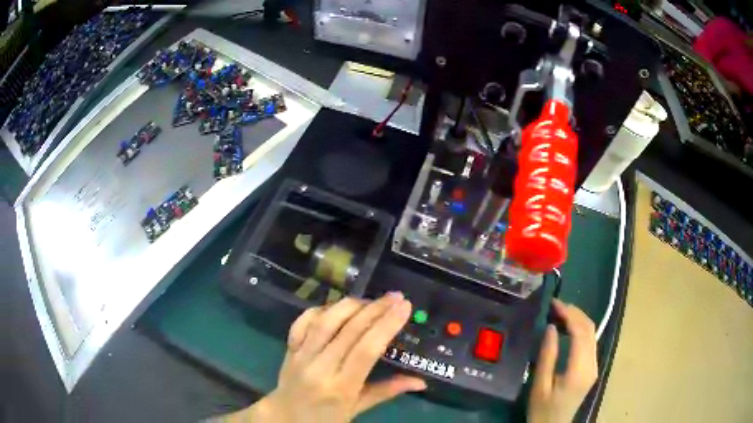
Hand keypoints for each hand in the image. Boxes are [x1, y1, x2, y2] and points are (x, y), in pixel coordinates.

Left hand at [231, 293, 425, 422]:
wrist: (284, 418)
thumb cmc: (325, 418)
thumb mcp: (357, 409)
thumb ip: (387, 391)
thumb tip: (421, 382)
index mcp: (341, 387)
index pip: (366, 350)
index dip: (387, 325)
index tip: (404, 307)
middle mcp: (319, 368)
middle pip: (348, 330)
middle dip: (375, 309)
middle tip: (395, 296)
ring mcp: (301, 355)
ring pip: (325, 321)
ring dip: (350, 305)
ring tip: (371, 300)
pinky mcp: (289, 348)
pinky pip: (303, 321)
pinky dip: (321, 309)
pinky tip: (337, 306)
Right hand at [528, 299, 597, 422]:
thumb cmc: (543, 409)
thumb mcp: (539, 385)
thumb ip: (547, 355)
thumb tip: (551, 327)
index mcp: (579, 370)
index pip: (581, 332)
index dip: (569, 314)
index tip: (553, 304)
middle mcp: (592, 364)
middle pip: (589, 329)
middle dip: (574, 312)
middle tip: (554, 305)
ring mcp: (594, 365)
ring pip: (592, 332)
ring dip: (577, 319)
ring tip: (558, 312)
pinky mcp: (592, 367)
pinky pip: (589, 341)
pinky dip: (579, 329)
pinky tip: (567, 328)